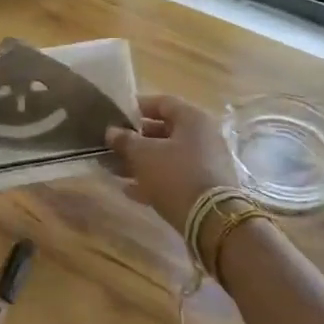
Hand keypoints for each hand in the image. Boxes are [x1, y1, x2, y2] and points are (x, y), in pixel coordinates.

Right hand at [106, 94, 237, 232]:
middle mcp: (203, 136)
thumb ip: (125, 140)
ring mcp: (206, 162)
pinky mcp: (205, 186)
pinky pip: (175, 176)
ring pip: (168, 156)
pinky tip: (130, 190)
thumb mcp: (143, 155)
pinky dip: (154, 179)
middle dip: (135, 139)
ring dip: (141, 162)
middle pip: (164, 131)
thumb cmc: (175, 175)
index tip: (116, 116)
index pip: (162, 103)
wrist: (212, 220)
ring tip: (115, 169)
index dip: (137, 107)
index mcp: (192, 119)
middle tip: (112, 146)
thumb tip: (112, 131)